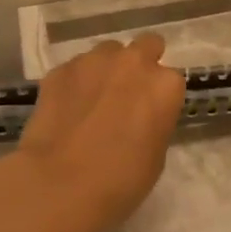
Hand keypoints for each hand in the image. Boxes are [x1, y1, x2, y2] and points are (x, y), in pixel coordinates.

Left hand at [17, 33, 185, 231]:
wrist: (59, 185)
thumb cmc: (120, 180)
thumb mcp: (156, 155)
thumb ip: (154, 122)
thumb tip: (140, 116)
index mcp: (165, 86)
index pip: (171, 80)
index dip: (159, 96)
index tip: (149, 114)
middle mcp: (133, 62)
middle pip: (145, 46)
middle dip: (140, 64)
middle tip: (127, 94)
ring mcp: (93, 61)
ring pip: (107, 53)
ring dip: (106, 70)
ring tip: (92, 100)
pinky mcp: (59, 70)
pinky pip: (75, 69)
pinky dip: (75, 83)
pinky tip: (66, 109)